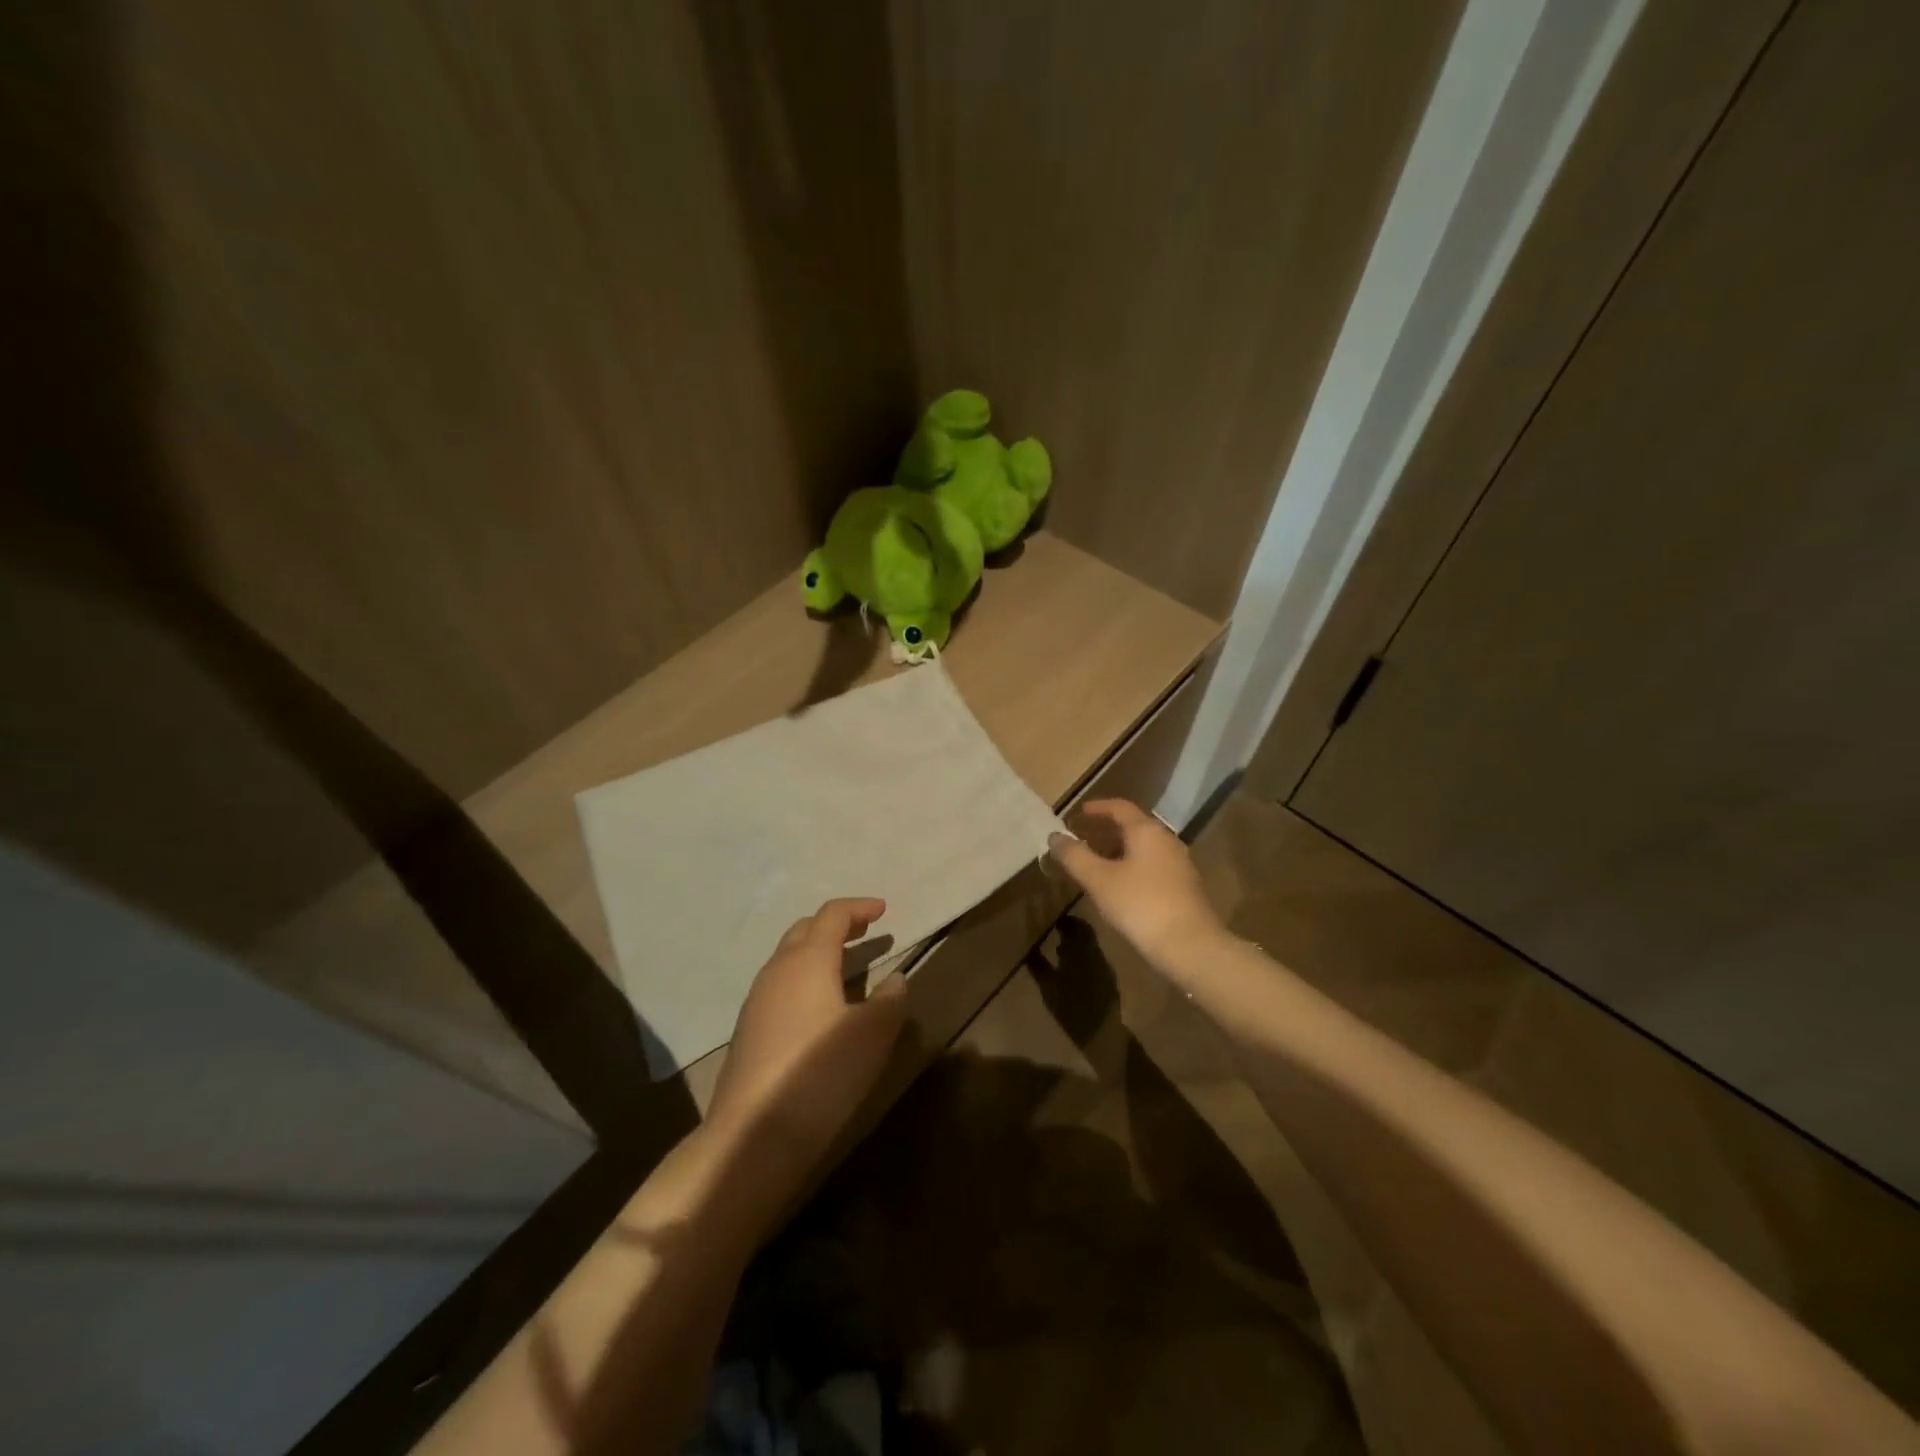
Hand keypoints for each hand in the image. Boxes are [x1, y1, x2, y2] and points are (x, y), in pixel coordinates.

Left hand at [705, 898, 906, 1193]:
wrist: (752, 1134)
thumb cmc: (820, 1073)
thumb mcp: (872, 1034)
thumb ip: (890, 1000)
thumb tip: (895, 978)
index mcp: (808, 960)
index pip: (832, 915)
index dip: (859, 907)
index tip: (884, 909)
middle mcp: (778, 970)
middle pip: (805, 929)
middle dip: (836, 925)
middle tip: (865, 931)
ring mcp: (757, 1000)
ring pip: (789, 957)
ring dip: (818, 951)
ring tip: (847, 966)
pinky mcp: (749, 1029)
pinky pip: (780, 984)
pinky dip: (805, 978)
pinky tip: (819, 1005)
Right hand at [1048, 799, 1224, 968]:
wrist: (1191, 946)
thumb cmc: (1141, 905)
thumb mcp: (1099, 880)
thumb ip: (1075, 856)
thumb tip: (1054, 836)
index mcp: (1147, 831)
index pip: (1120, 807)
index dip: (1097, 808)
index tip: (1078, 813)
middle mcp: (1166, 840)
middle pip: (1133, 826)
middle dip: (1106, 830)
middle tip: (1082, 838)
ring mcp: (1179, 863)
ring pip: (1143, 847)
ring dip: (1118, 849)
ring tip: (1096, 862)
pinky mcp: (1184, 886)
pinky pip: (1152, 864)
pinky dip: (1132, 865)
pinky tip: (1120, 885)